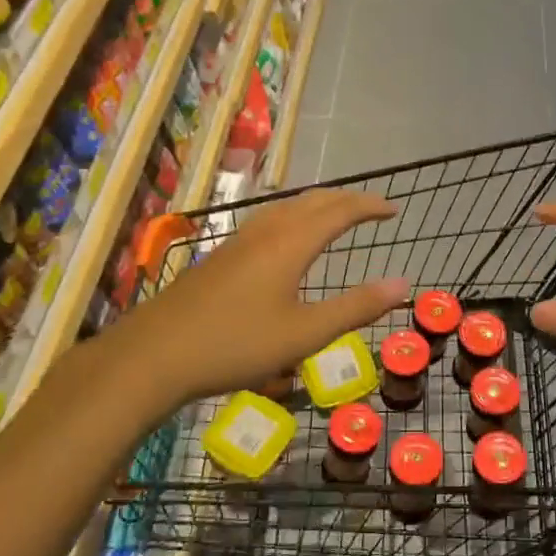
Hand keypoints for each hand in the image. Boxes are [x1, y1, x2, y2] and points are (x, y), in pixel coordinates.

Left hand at [83, 189, 409, 406]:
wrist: (153, 354)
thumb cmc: (236, 345)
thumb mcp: (305, 334)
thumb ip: (355, 307)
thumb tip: (402, 283)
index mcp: (291, 243)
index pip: (339, 211)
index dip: (369, 206)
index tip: (394, 209)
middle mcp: (266, 232)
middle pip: (312, 201)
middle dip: (346, 200)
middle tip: (371, 208)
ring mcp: (238, 241)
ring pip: (286, 208)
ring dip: (317, 205)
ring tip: (334, 214)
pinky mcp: (220, 256)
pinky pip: (267, 220)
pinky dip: (293, 217)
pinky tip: (285, 240)